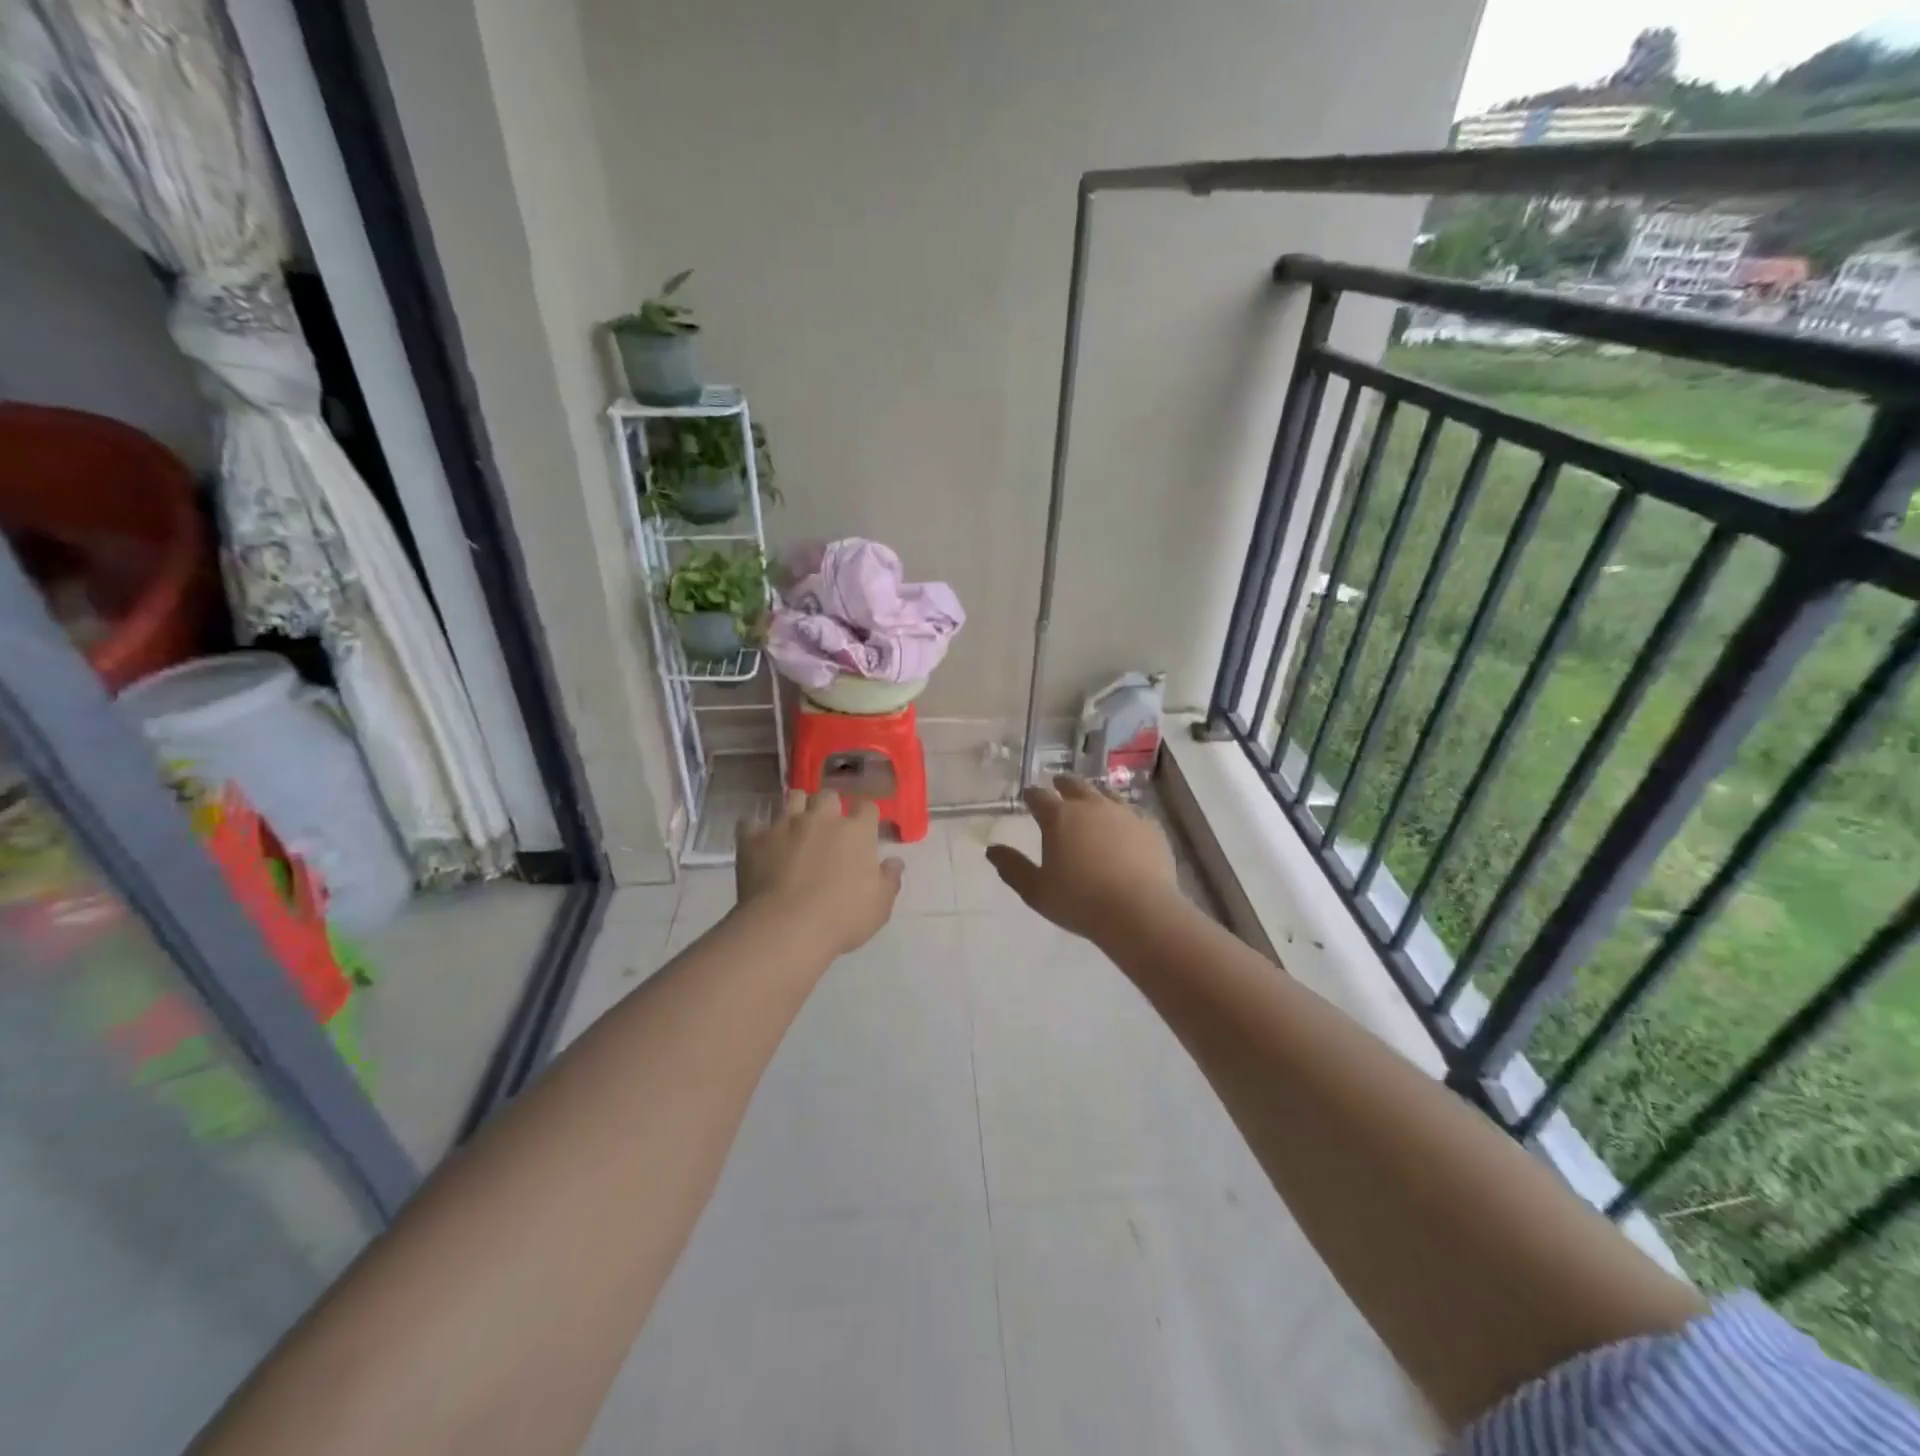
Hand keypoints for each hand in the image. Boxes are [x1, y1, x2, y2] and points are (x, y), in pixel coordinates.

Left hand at [736, 790, 904, 956]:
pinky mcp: (754, 838)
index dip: (865, 814)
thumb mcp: (879, 906)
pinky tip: (760, 841)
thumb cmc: (841, 918)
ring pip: (792, 798)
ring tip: (796, 825)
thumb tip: (895, 862)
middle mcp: (821, 819)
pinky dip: (756, 830)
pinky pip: (751, 823)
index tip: (863, 827)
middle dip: (829, 806)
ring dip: (796, 808)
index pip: (866, 806)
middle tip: (827, 827)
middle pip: (828, 795)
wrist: (786, 928)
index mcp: (856, 831)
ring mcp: (785, 825)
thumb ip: (889, 880)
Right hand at [986, 776, 1177, 941]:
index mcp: (1059, 817)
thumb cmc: (1080, 901)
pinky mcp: (1149, 827)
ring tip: (1092, 799)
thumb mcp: (1036, 890)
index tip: (1028, 796)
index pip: (1039, 796)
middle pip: (1074, 785)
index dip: (1032, 795)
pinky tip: (1124, 824)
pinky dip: (1123, 814)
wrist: (1138, 911)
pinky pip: (1133, 812)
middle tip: (1058, 785)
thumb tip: (992, 850)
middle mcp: (1091, 806)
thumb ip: (1013, 868)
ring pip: (1106, 793)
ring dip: (1094, 794)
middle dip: (1063, 784)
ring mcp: (1124, 813)